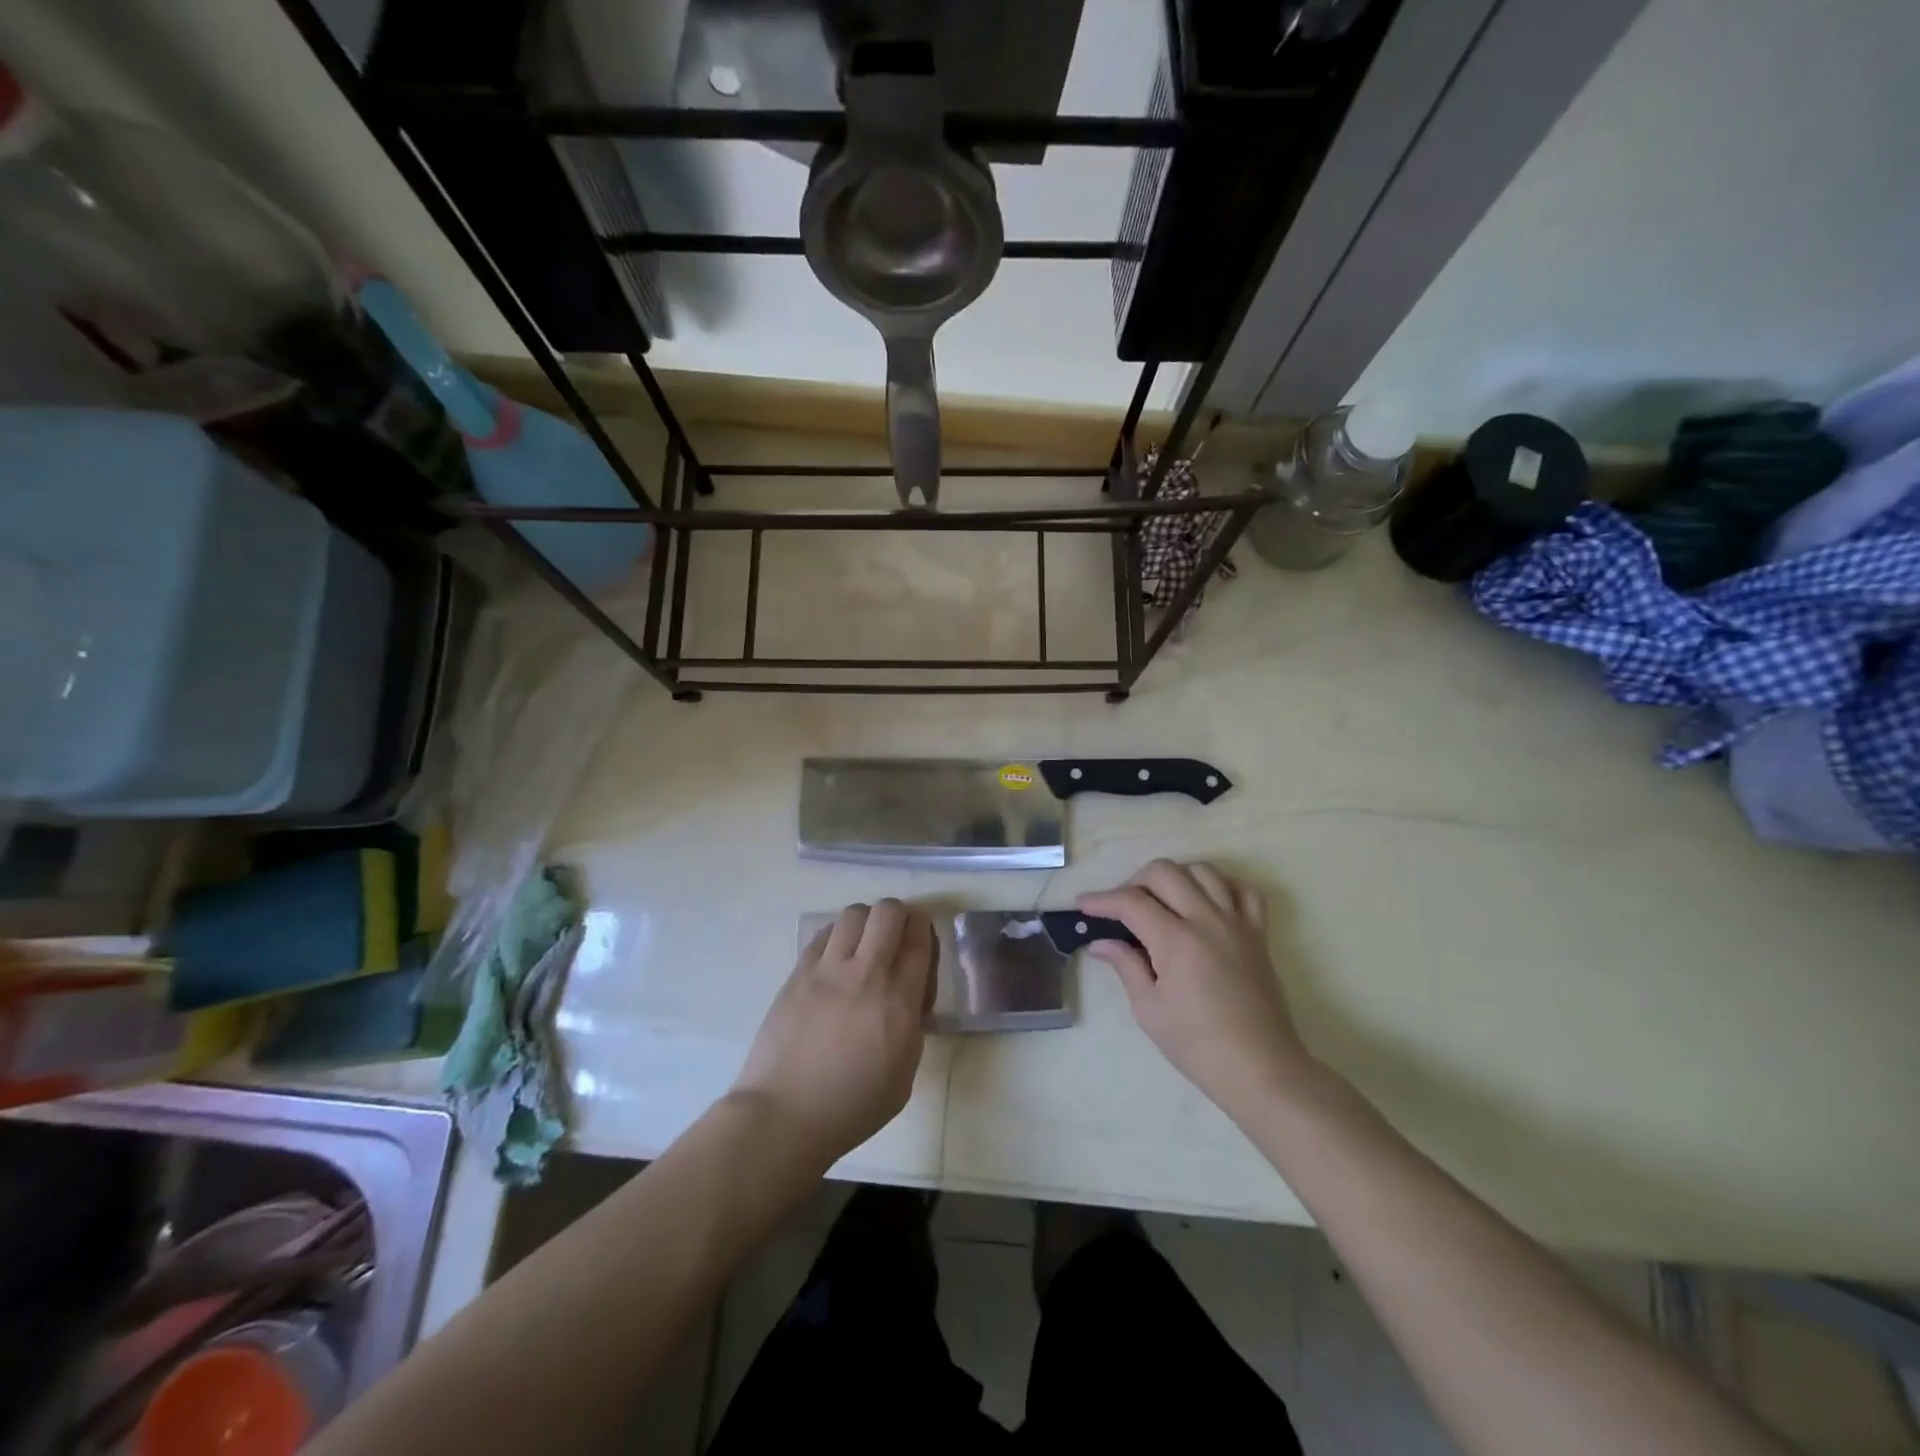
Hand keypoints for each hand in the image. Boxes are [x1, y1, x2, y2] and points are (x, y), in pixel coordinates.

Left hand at [731, 899, 935, 1162]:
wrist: (784, 1115)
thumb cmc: (852, 1107)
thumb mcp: (904, 1074)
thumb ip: (912, 1026)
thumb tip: (908, 999)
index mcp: (899, 1001)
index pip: (919, 940)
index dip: (924, 934)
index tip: (920, 948)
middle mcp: (866, 973)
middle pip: (888, 912)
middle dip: (899, 917)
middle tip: (895, 939)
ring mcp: (827, 969)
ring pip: (854, 913)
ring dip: (866, 922)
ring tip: (863, 946)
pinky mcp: (798, 973)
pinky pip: (823, 934)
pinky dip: (836, 936)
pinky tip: (835, 960)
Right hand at [1078, 860, 1318, 1121]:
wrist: (1261, 1070)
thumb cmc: (1198, 1046)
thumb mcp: (1149, 1010)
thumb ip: (1126, 966)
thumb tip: (1101, 943)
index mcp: (1176, 941)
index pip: (1130, 902)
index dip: (1101, 900)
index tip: (1082, 905)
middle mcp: (1207, 920)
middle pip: (1164, 872)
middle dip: (1134, 882)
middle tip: (1122, 909)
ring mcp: (1237, 923)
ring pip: (1203, 871)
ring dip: (1175, 877)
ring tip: (1162, 901)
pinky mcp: (1258, 934)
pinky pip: (1244, 890)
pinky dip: (1221, 886)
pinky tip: (1206, 903)